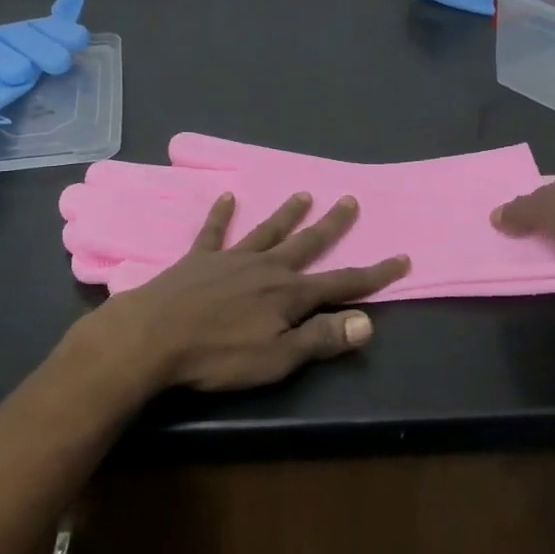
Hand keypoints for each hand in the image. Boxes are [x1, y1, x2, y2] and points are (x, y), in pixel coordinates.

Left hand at [77, 191, 409, 392]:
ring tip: (304, 194)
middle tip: (350, 200)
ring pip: (268, 230)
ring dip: (287, 214)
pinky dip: (222, 214)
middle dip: (332, 225)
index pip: (342, 283)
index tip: (401, 258)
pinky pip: (214, 231)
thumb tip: (367, 322)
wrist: (153, 337)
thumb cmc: (218, 356)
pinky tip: (227, 197)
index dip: (375, 274)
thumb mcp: (277, 359)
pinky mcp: (199, 258)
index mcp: (289, 295)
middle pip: (307, 244)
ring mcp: (231, 258)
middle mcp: (266, 267)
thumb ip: (321, 339)